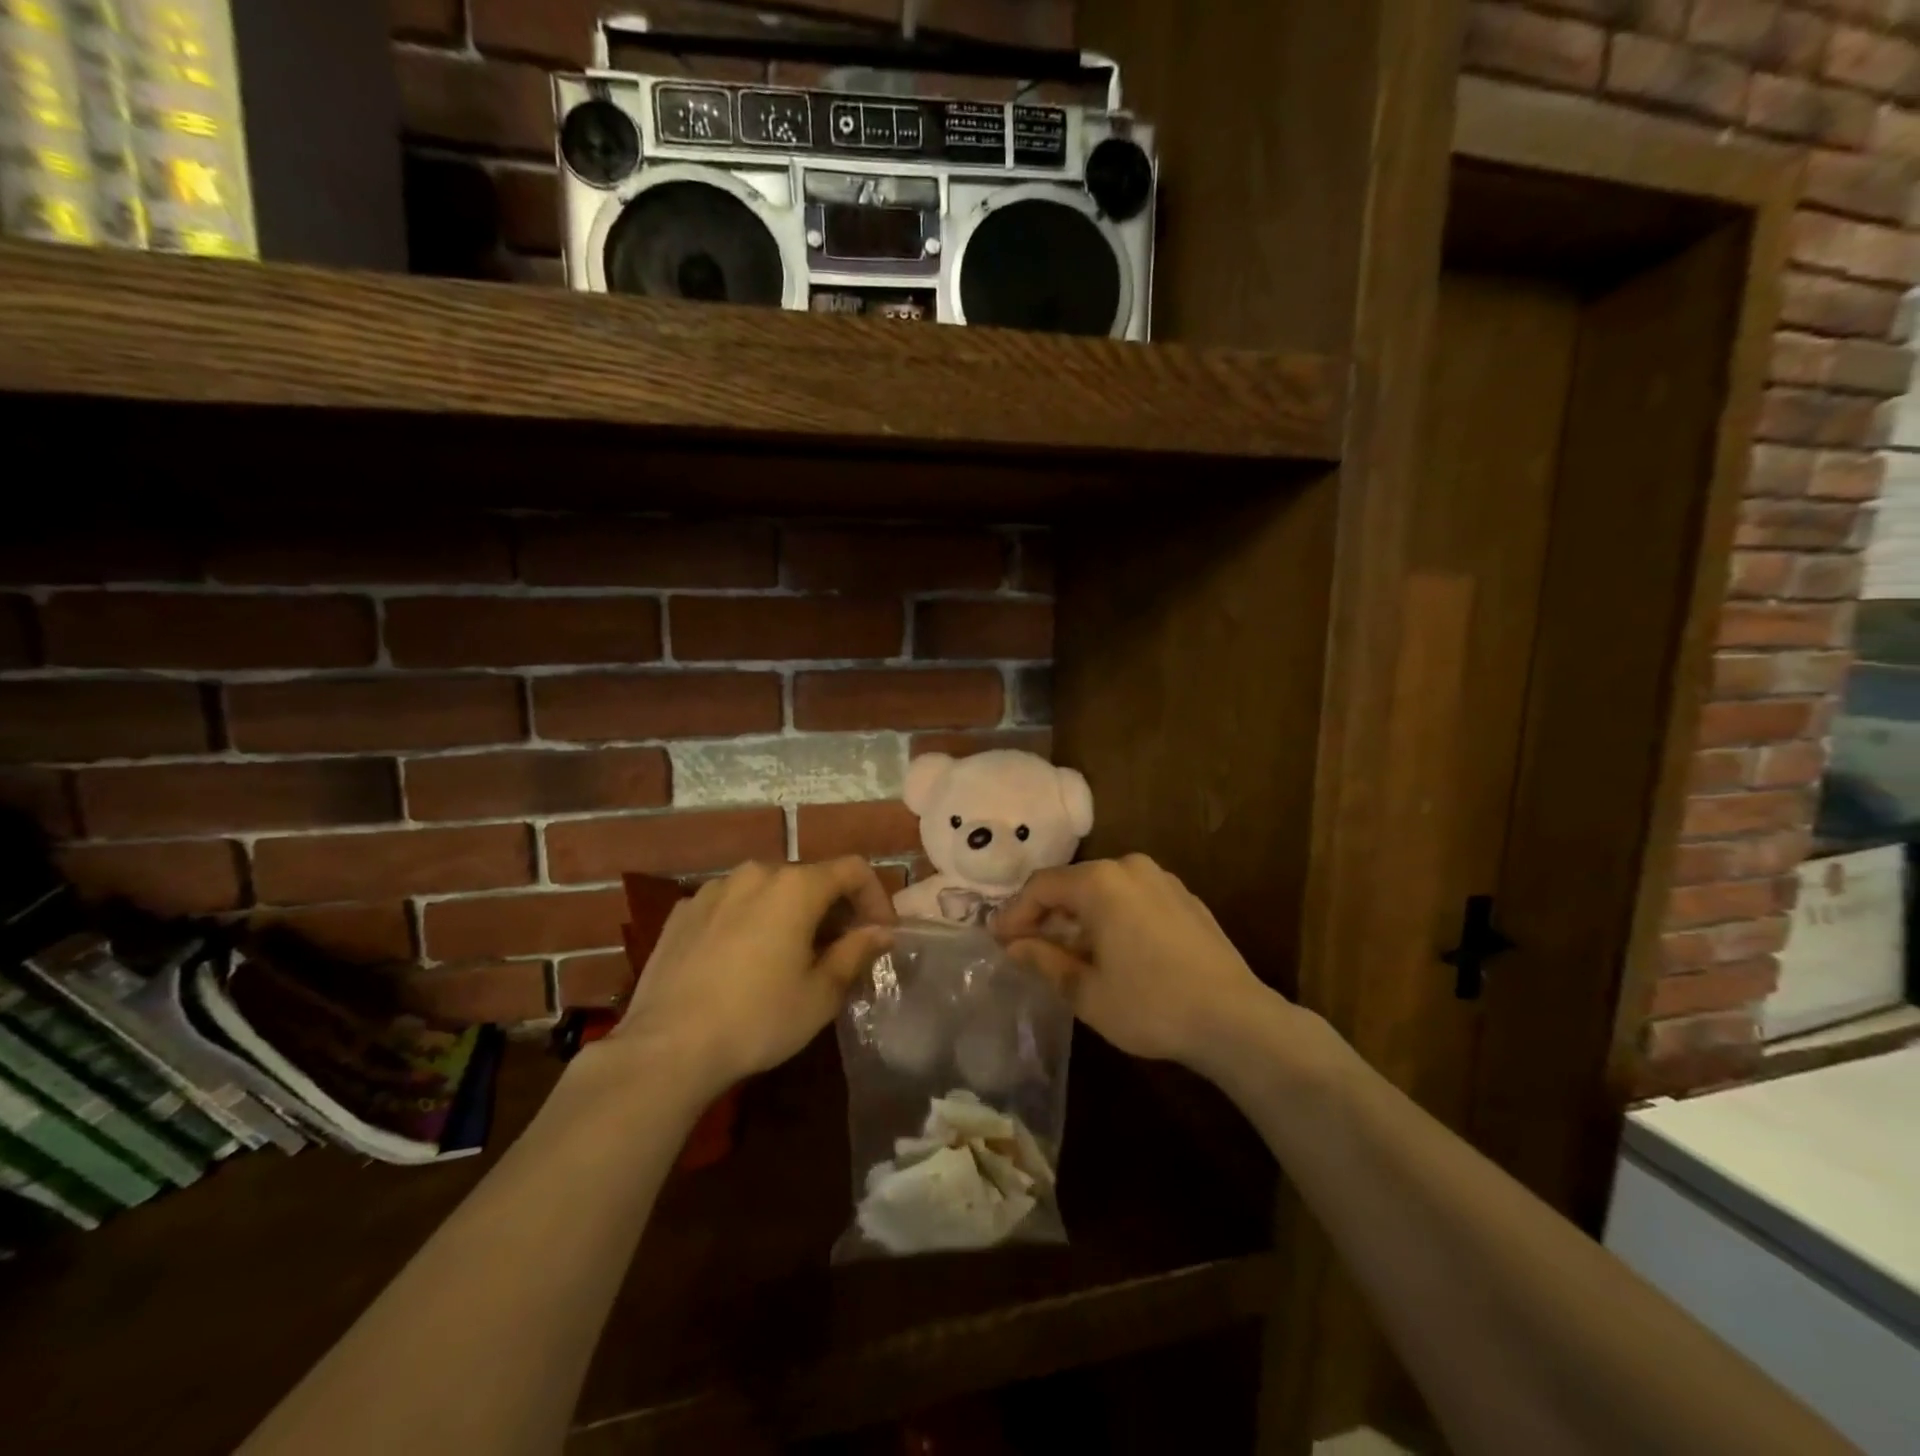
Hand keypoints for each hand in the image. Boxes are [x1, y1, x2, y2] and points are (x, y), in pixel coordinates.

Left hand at [608, 858, 894, 1097]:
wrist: (667, 1048)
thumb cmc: (758, 1019)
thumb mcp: (821, 993)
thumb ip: (856, 952)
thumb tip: (880, 931)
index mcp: (795, 886)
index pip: (853, 870)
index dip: (876, 897)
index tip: (880, 934)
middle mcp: (755, 873)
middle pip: (809, 878)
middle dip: (832, 908)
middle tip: (839, 951)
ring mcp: (713, 889)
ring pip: (767, 890)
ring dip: (789, 913)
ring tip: (789, 955)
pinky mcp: (682, 912)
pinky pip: (731, 905)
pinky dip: (749, 921)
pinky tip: (742, 961)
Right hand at [991, 855, 1278, 1070]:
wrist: (1235, 1019)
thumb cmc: (1151, 1005)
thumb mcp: (1086, 991)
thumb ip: (1044, 960)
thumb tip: (1013, 946)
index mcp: (1101, 882)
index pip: (1041, 887)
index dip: (1014, 914)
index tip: (998, 941)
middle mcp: (1130, 867)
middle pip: (1072, 883)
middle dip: (1045, 914)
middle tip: (1026, 947)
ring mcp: (1162, 879)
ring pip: (1104, 889)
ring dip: (1078, 916)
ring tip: (1067, 951)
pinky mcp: (1184, 898)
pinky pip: (1132, 897)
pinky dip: (1111, 916)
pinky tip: (1111, 949)